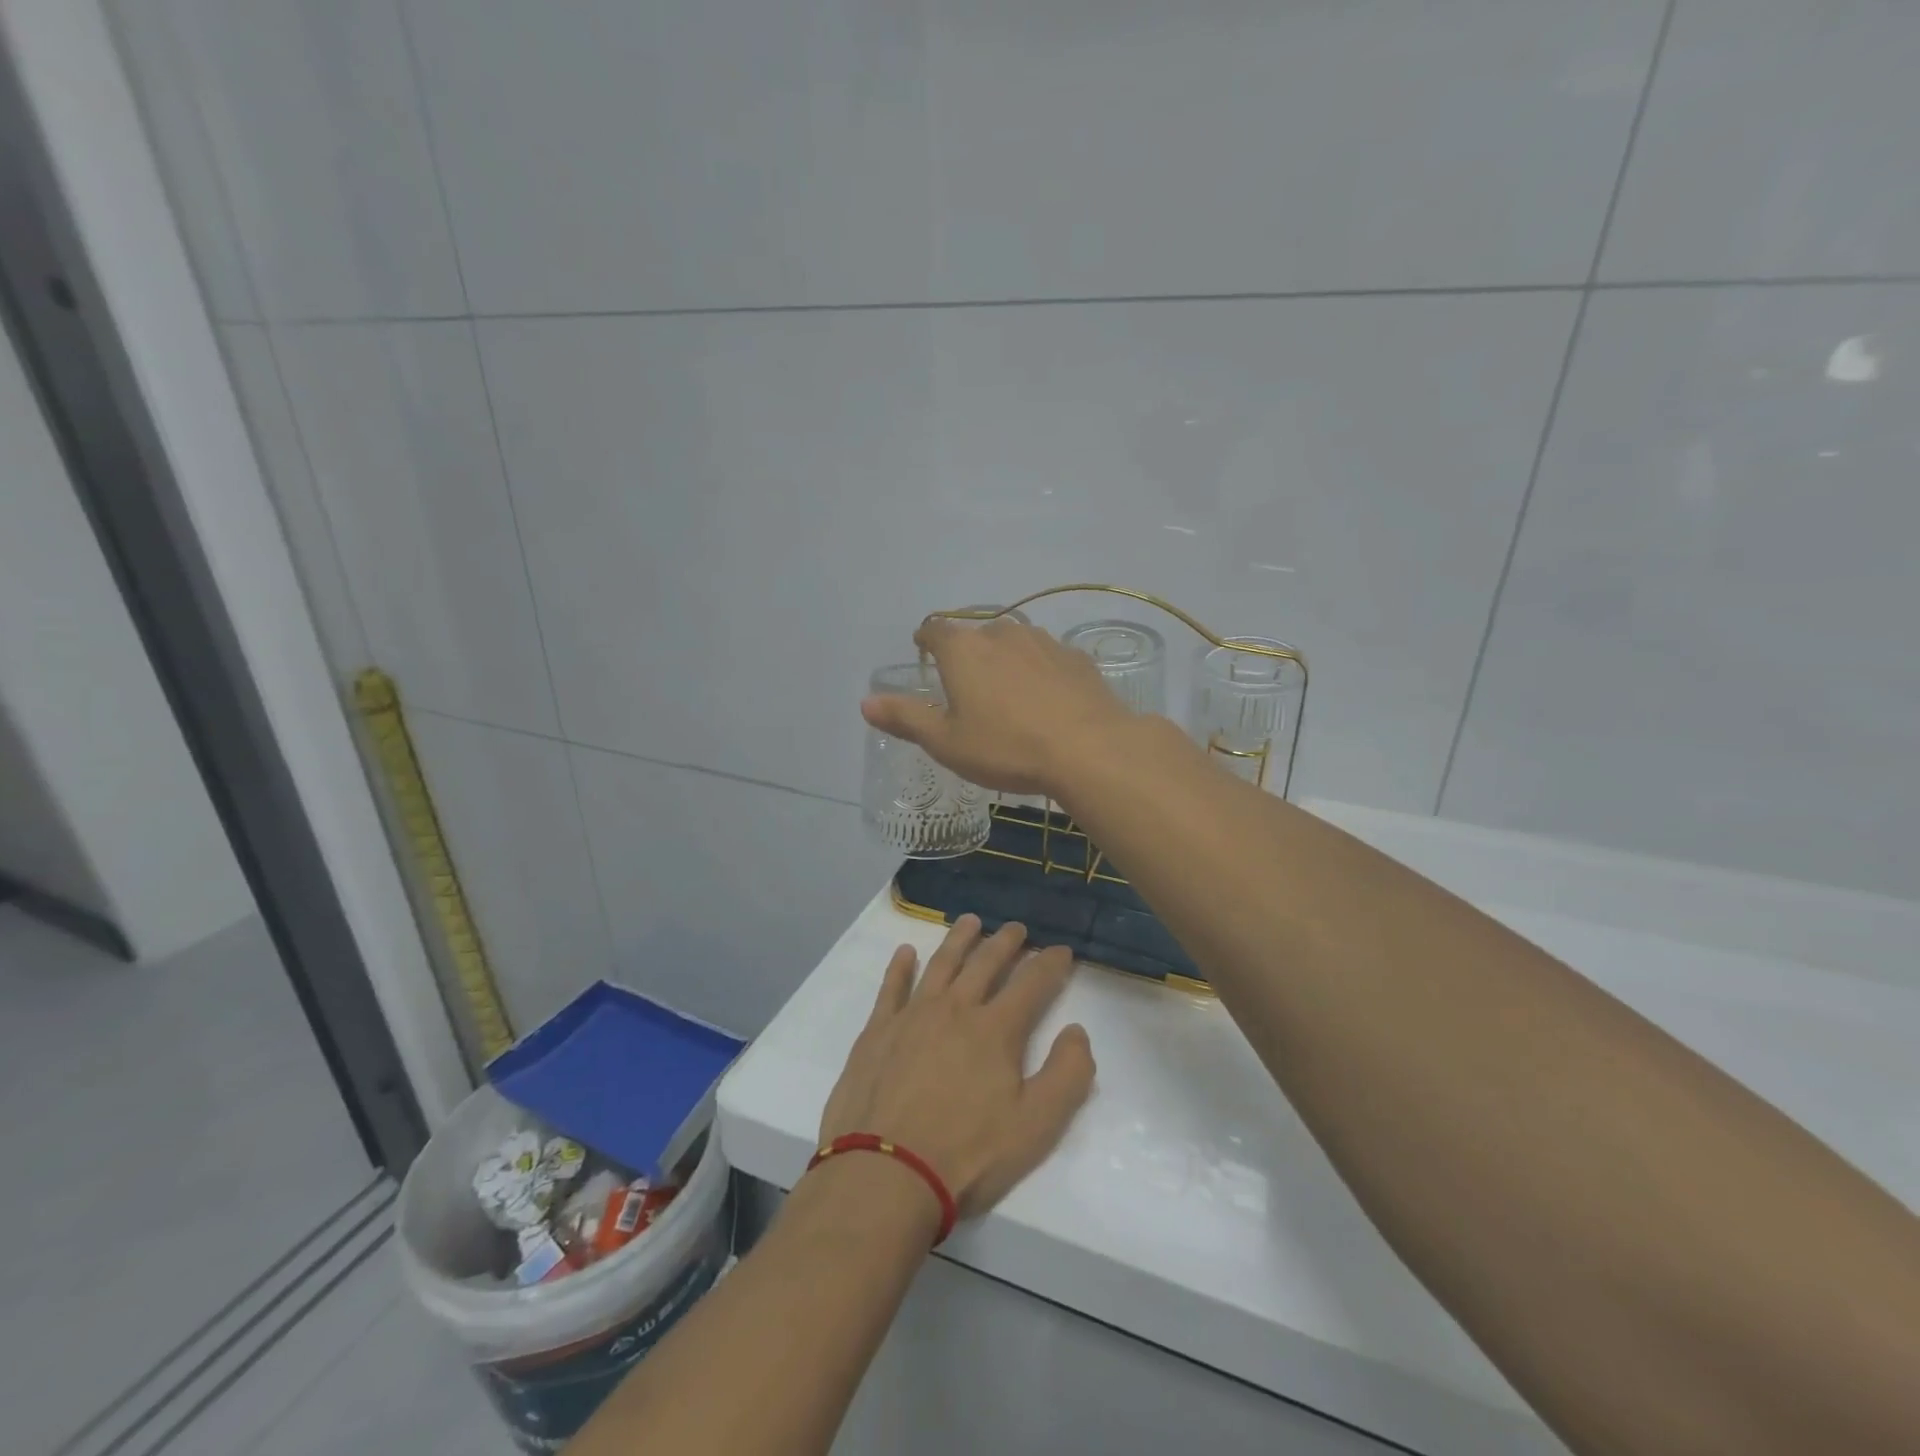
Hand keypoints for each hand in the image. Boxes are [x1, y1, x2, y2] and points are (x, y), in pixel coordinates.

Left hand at [818, 916, 1095, 1221]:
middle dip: (1006, 943)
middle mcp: (956, 1009)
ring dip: (959, 940)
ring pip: (941, 964)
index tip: (1062, 950)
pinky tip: (905, 952)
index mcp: (996, 1030)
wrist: (886, 1173)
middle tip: (1017, 927)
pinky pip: (891, 987)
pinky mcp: (878, 1031)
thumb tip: (1077, 1031)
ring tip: (971, 921)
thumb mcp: (1036, 1126)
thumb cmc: (967, 1154)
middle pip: (985, 964)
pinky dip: (900, 967)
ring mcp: (912, 1016)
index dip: (1050, 964)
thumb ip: (1067, 1075)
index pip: (1032, 983)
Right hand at [860, 617, 1130, 796]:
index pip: (934, 630)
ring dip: (1005, 660)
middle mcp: (1001, 634)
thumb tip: (866, 702)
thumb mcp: (947, 742)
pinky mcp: (1075, 657)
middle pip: (975, 635)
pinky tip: (1046, 699)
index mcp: (963, 650)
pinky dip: (1039, 671)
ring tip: (1007, 693)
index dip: (926, 640)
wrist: (1089, 749)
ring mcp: (1043, 642)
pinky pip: (1047, 657)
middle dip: (967, 654)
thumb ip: (906, 718)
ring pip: (1014, 643)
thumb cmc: (1006, 748)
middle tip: (968, 687)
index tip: (924, 653)